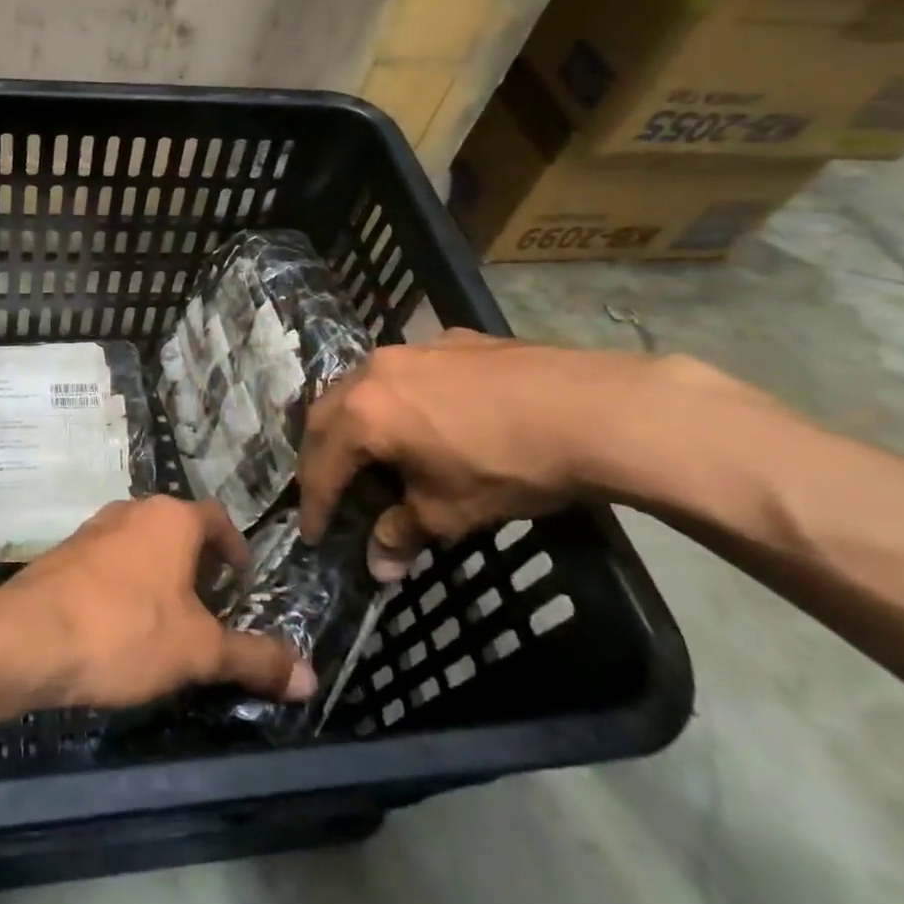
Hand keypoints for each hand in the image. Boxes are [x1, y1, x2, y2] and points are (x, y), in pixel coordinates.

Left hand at [0, 496, 316, 709]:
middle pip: (177, 528)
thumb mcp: (199, 650)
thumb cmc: (126, 631)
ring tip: (168, 616)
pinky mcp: (64, 553)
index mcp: (171, 518)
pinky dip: (125, 581)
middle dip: (197, 561)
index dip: (234, 547)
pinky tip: (121, 622)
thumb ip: (254, 659)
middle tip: (210, 603)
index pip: (216, 519)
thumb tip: (310, 678)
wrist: (29, 638)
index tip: (241, 579)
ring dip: (159, 570)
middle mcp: (133, 510)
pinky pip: (108, 559)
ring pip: (140, 542)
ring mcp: (93, 528)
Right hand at [299, 330, 721, 578]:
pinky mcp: (451, 339)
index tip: (312, 535)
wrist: (591, 410)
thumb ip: (402, 533)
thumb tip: (379, 564)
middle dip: (322, 456)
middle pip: (327, 415)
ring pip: (362, 385)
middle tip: (328, 489)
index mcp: (363, 414)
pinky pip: (404, 372)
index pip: (322, 465)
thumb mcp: (449, 512)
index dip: (315, 504)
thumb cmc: (508, 467)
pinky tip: (424, 418)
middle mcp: (374, 371)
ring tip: (370, 451)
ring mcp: (413, 349)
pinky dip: (395, 399)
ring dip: (355, 420)